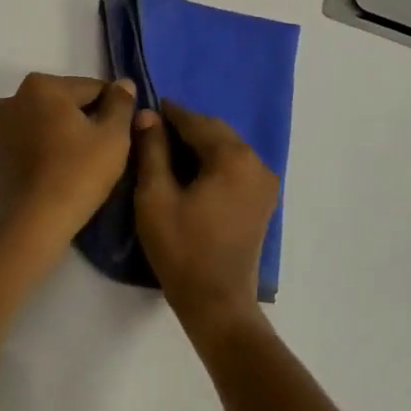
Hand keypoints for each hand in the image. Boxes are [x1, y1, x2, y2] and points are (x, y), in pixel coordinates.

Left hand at [0, 73, 137, 243]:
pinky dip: (46, 149)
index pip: (93, 87)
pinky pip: (30, 142)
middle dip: (86, 119)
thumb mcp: (113, 137)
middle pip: (66, 102)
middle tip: (106, 151)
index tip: (124, 133)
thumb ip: (121, 104)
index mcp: (42, 85)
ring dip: (65, 134)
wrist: (29, 225)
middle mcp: (13, 98)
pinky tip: (61, 172)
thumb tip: (123, 84)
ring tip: (84, 164)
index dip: (114, 109)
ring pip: (46, 122)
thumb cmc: (76, 175)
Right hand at [134, 101, 280, 341]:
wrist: (217, 302)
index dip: (169, 113)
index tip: (146, 108)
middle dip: (186, 127)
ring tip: (167, 151)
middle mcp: (256, 162)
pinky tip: (190, 172)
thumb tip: (147, 115)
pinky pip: (236, 167)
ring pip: (228, 148)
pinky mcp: (263, 201)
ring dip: (200, 144)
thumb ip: (152, 150)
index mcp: (233, 157)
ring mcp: (264, 183)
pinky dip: (214, 162)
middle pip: (216, 132)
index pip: (196, 122)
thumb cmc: (181, 248)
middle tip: (153, 130)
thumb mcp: (156, 196)